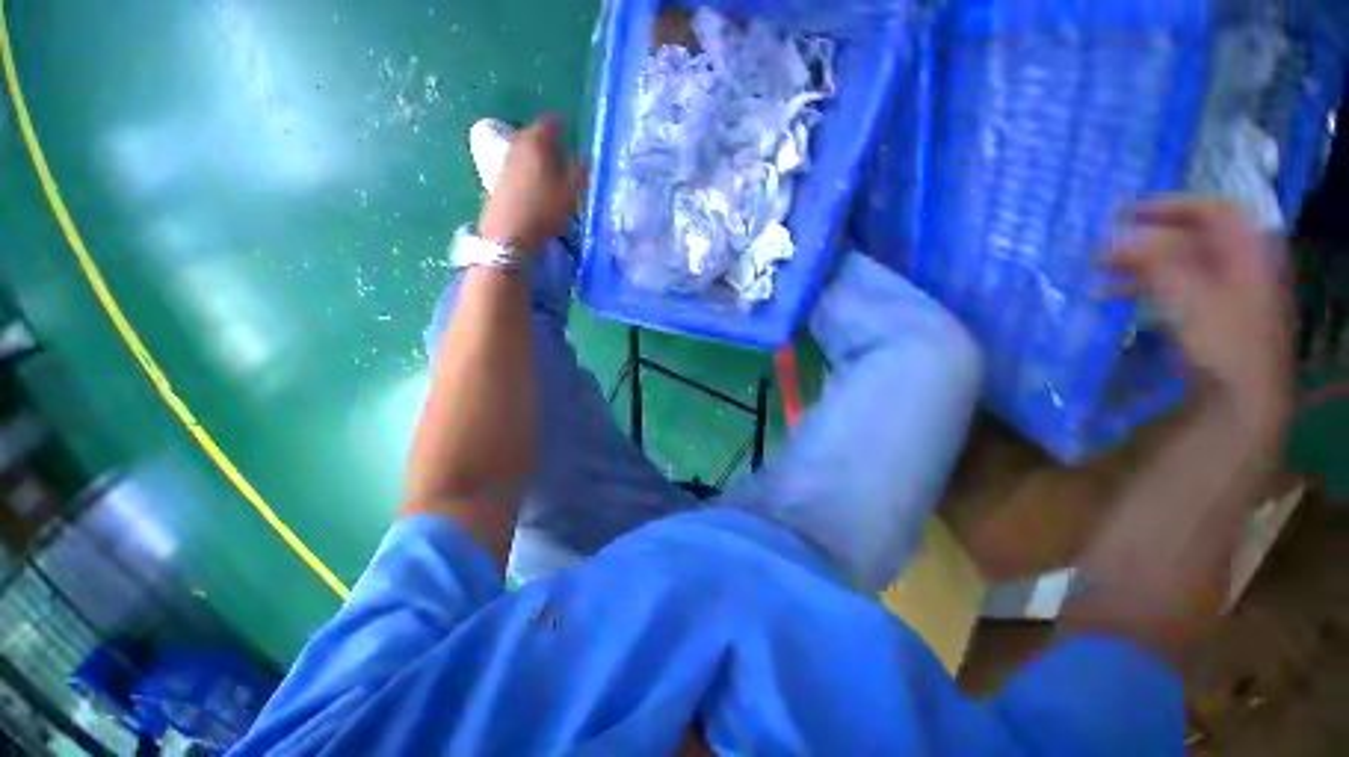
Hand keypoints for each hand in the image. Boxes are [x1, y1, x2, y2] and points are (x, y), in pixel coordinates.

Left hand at [478, 114, 587, 251]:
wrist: (508, 232)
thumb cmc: (543, 209)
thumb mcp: (570, 193)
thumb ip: (581, 172)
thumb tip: (589, 158)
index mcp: (537, 141)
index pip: (551, 121)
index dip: (564, 124)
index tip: (574, 131)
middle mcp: (518, 144)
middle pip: (537, 135)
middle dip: (553, 142)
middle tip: (568, 155)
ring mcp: (506, 161)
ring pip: (528, 151)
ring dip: (541, 157)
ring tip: (556, 173)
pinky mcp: (500, 178)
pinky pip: (521, 165)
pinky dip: (532, 170)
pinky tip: (540, 187)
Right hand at [1109, 197, 1291, 436]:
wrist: (1239, 399)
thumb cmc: (1222, 344)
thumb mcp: (1190, 298)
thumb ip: (1156, 263)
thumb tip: (1115, 237)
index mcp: (1244, 254)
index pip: (1212, 210)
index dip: (1170, 204)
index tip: (1123, 212)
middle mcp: (1234, 267)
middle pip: (1190, 237)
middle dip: (1143, 237)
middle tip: (1102, 247)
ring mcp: (1220, 293)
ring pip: (1175, 264)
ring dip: (1134, 264)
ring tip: (1096, 272)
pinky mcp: (1203, 316)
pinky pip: (1169, 288)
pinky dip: (1138, 287)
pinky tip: (1108, 296)